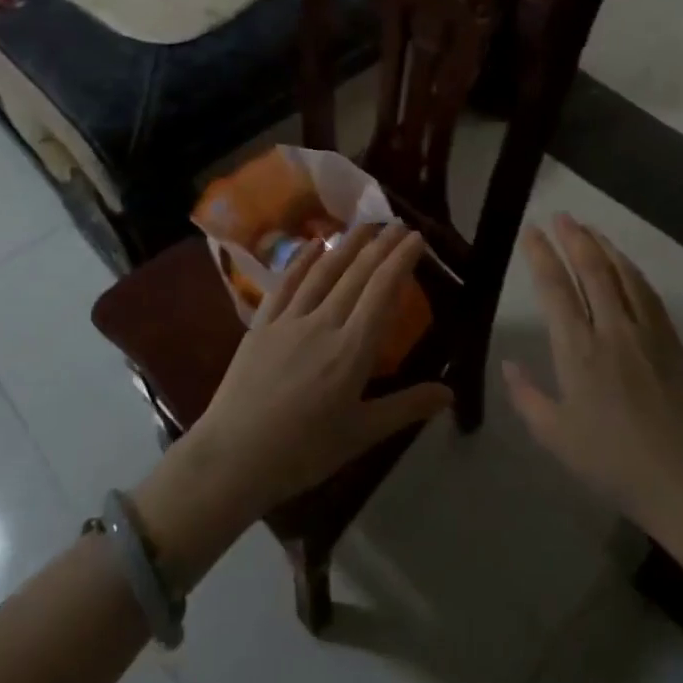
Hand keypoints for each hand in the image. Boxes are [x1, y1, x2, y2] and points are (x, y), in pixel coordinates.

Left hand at [136, 225, 453, 583]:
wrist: (233, 458)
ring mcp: (288, 320)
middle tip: (398, 224)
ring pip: (323, 272)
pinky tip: (312, 245)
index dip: (401, 261)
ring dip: (346, 245)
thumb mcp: (361, 434)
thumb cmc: (303, 452)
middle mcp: (323, 323)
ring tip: (365, 226)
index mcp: (352, 349)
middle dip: (381, 246)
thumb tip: (450, 392)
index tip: (417, 238)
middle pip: (357, 274)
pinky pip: (285, 285)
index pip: (383, 292)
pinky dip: (301, 261)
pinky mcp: (261, 325)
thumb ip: (406, 407)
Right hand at [505, 215, 682, 538]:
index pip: (555, 288)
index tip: (531, 231)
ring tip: (590, 229)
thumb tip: (509, 363)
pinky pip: (649, 294)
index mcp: (577, 350)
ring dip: (604, 247)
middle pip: (592, 270)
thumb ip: (527, 397)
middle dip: (573, 238)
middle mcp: (612, 330)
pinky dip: (632, 271)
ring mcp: (646, 333)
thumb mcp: (556, 437)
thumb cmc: (613, 462)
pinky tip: (625, 265)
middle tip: (561, 215)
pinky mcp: (673, 343)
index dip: (542, 255)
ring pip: (623, 275)